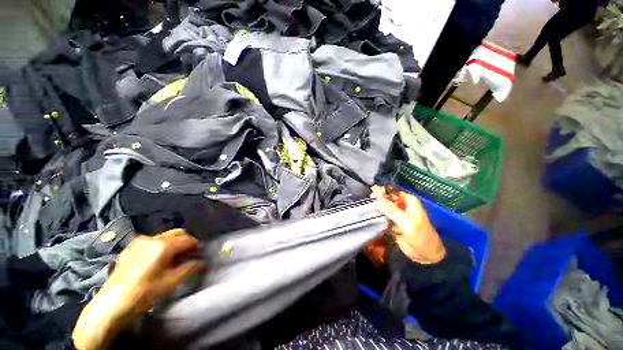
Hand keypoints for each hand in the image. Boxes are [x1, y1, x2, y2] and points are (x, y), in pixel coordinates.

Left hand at [73, 229, 202, 349]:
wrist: (111, 304)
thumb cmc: (143, 293)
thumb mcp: (170, 283)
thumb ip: (189, 269)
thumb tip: (201, 262)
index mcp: (164, 245)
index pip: (188, 239)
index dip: (196, 247)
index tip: (197, 256)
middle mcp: (152, 239)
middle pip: (177, 233)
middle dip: (185, 242)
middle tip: (186, 256)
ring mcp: (139, 242)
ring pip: (164, 236)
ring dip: (172, 244)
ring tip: (171, 260)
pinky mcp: (129, 248)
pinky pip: (150, 241)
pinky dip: (159, 246)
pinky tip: (155, 261)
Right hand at [371, 186, 445, 264]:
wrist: (425, 255)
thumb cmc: (420, 236)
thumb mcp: (406, 221)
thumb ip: (391, 209)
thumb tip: (376, 198)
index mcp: (408, 200)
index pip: (391, 192)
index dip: (380, 192)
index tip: (371, 195)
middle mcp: (401, 205)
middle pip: (386, 199)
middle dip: (376, 200)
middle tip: (367, 203)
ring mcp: (396, 214)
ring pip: (382, 208)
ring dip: (375, 209)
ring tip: (366, 210)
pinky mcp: (391, 223)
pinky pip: (382, 217)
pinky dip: (376, 217)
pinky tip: (369, 217)